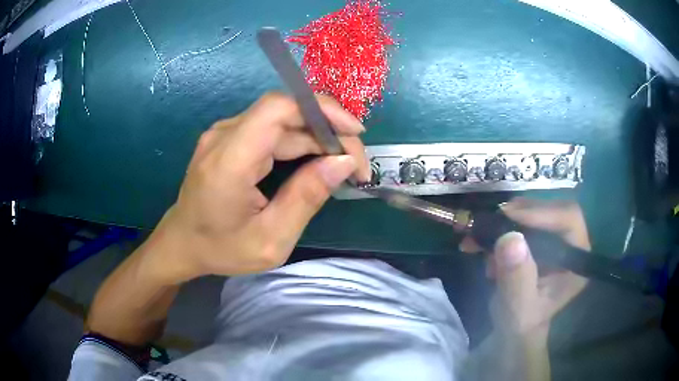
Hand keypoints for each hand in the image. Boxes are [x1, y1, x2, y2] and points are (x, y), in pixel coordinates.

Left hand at [143, 92, 369, 282]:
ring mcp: (224, 134)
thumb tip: (343, 161)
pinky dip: (299, 142)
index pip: (278, 109)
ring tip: (341, 166)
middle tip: (355, 165)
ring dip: (317, 138)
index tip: (355, 133)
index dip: (321, 110)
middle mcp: (224, 136)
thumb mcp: (270, 240)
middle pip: (286, 114)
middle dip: (328, 132)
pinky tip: (316, 162)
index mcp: (229, 161)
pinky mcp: (229, 139)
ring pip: (282, 122)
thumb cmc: (220, 249)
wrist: (181, 243)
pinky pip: (271, 130)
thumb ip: (306, 198)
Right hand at [461, 199, 589, 338]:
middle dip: (520, 213)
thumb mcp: (518, 309)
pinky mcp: (539, 239)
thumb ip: (517, 279)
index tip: (508, 215)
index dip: (542, 213)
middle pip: (552, 209)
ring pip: (535, 211)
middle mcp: (571, 244)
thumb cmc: (520, 324)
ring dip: (506, 220)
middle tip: (491, 220)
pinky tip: (480, 242)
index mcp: (577, 261)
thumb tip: (510, 238)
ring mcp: (555, 240)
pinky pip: (521, 220)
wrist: (513, 330)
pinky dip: (499, 226)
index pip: (569, 220)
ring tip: (480, 237)